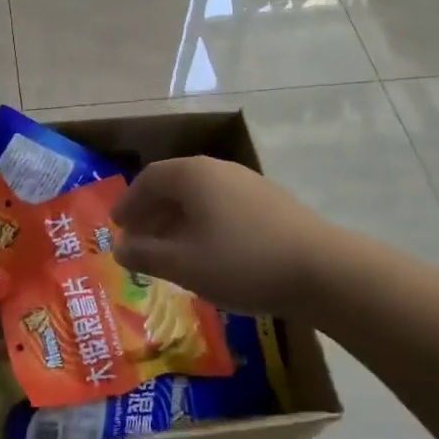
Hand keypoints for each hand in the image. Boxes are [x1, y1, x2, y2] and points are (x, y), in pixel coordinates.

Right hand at [112, 157, 335, 317]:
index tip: (117, 226)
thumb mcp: (184, 264)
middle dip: (152, 212)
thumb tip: (119, 248)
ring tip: (168, 250)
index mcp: (193, 174)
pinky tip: (207, 252)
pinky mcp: (269, 202)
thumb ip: (146, 254)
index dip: (129, 202)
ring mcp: (248, 183)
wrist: (321, 269)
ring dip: (177, 220)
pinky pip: (222, 206)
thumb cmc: (241, 262)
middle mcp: (218, 169)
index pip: (149, 179)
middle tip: (137, 240)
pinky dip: (203, 223)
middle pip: (174, 184)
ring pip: (200, 196)